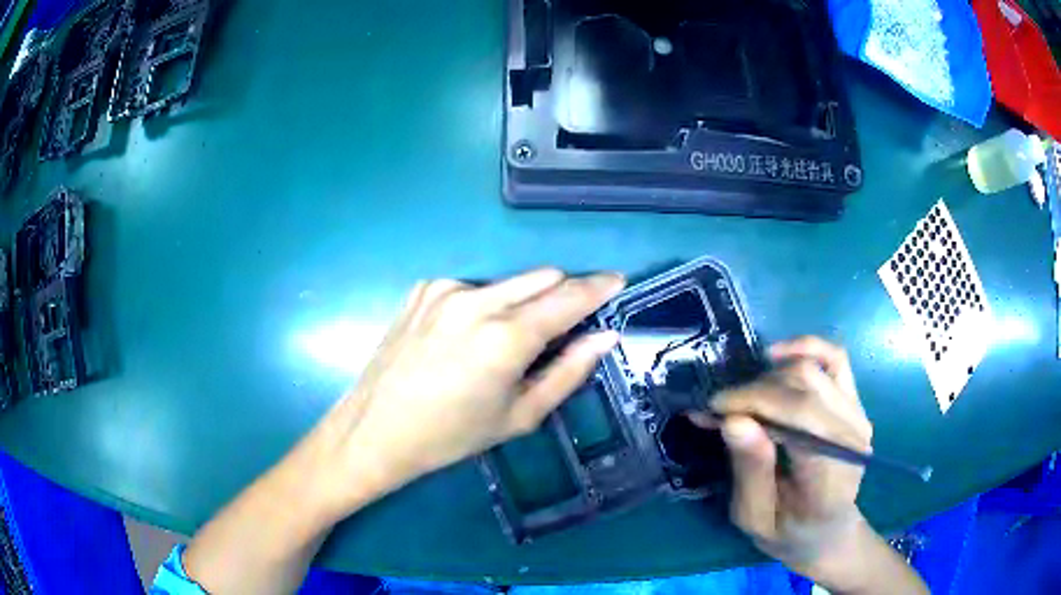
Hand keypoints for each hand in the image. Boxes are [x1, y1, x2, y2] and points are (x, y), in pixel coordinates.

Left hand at [312, 269, 624, 515]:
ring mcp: (445, 289)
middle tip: (565, 325)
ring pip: (509, 281)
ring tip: (506, 341)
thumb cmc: (452, 435)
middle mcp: (477, 300)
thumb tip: (604, 336)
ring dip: (523, 300)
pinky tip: (466, 336)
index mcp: (506, 337)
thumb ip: (569, 371)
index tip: (617, 281)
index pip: (569, 297)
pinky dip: (485, 303)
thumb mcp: (520, 416)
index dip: (598, 287)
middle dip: (563, 293)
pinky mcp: (423, 289)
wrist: (376, 429)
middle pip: (543, 277)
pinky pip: (473, 286)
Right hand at [692, 337, 875, 586]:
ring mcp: (858, 415)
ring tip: (745, 399)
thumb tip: (733, 420)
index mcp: (830, 475)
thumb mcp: (755, 517)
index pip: (798, 416)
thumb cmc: (788, 532)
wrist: (827, 532)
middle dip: (754, 391)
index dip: (753, 402)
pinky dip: (805, 347)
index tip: (711, 411)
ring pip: (812, 369)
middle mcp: (852, 436)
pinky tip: (776, 356)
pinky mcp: (855, 403)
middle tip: (720, 410)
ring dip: (770, 377)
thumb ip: (750, 471)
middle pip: (804, 386)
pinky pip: (835, 358)